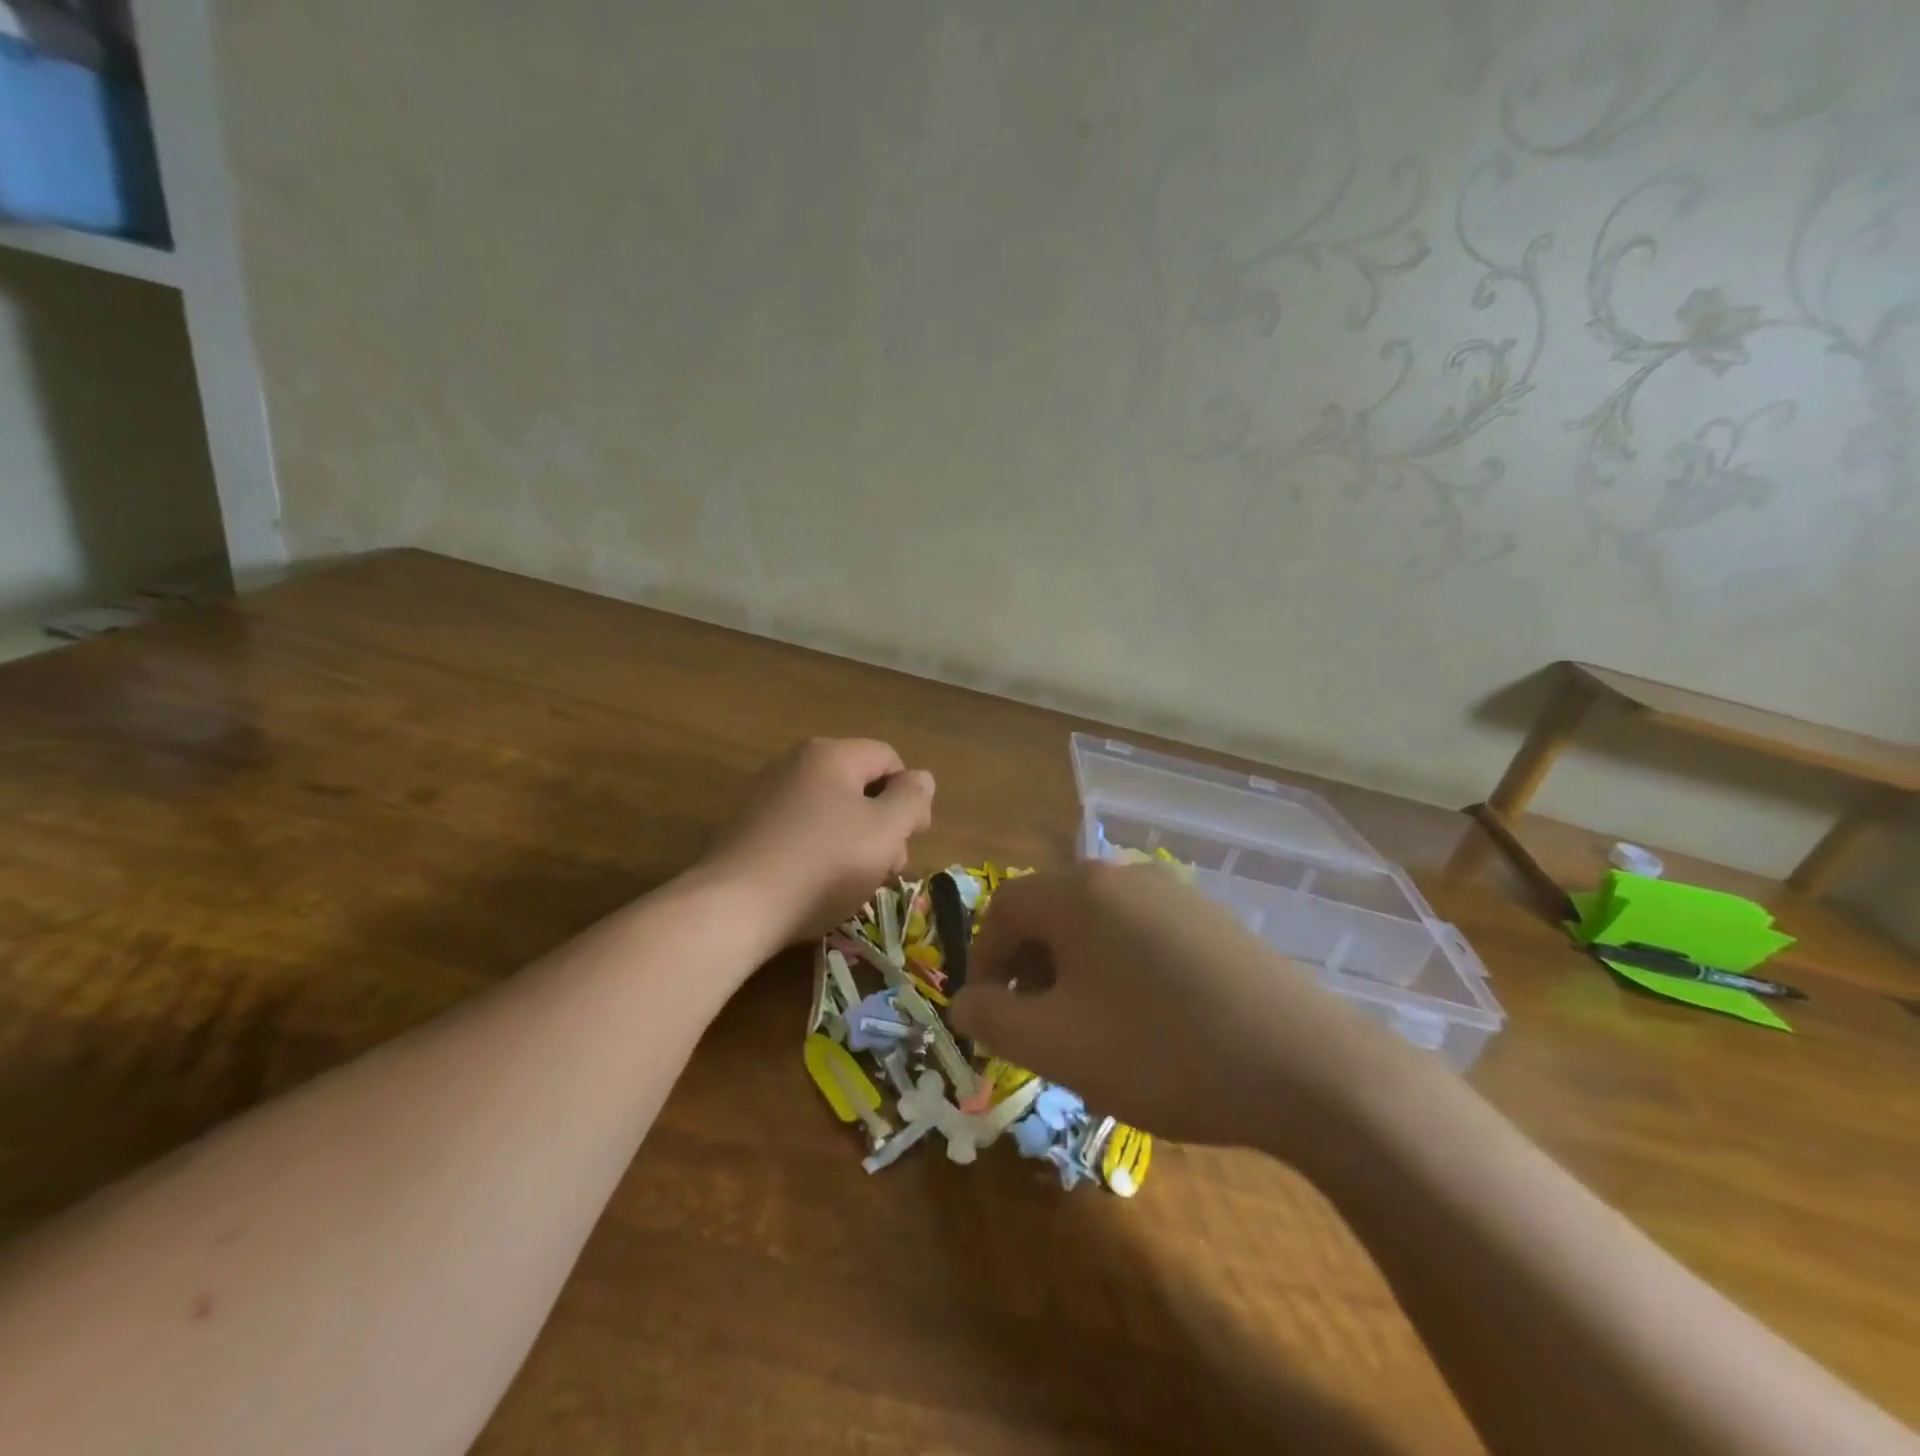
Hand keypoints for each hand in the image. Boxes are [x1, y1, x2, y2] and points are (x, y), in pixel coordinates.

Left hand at [700, 738, 935, 944]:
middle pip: (859, 786)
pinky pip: (801, 831)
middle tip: (887, 869)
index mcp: (831, 755)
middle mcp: (796, 764)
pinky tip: (818, 887)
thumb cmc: (822, 864)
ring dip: (855, 844)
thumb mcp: (885, 831)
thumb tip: (921, 778)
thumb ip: (912, 799)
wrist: (734, 906)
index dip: (910, 797)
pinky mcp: (748, 829)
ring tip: (855, 885)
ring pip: (831, 812)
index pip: (889, 759)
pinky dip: (819, 853)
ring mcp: (767, 796)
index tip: (912, 839)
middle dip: (883, 825)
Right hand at [950, 864, 1414, 1151]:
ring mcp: (1174, 891)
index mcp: (1079, 891)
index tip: (992, 1015)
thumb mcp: (1057, 1046)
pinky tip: (1147, 1019)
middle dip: (1029, 967)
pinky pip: (1140, 933)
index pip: (1003, 909)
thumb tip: (965, 1001)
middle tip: (1038, 1026)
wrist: (1306, 1066)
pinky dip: (1120, 967)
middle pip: (1050, 911)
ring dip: (1074, 969)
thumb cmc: (1162, 1051)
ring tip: (1089, 1027)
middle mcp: (1123, 874)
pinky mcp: (1211, 918)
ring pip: (1096, 923)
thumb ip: (994, 1019)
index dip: (984, 960)